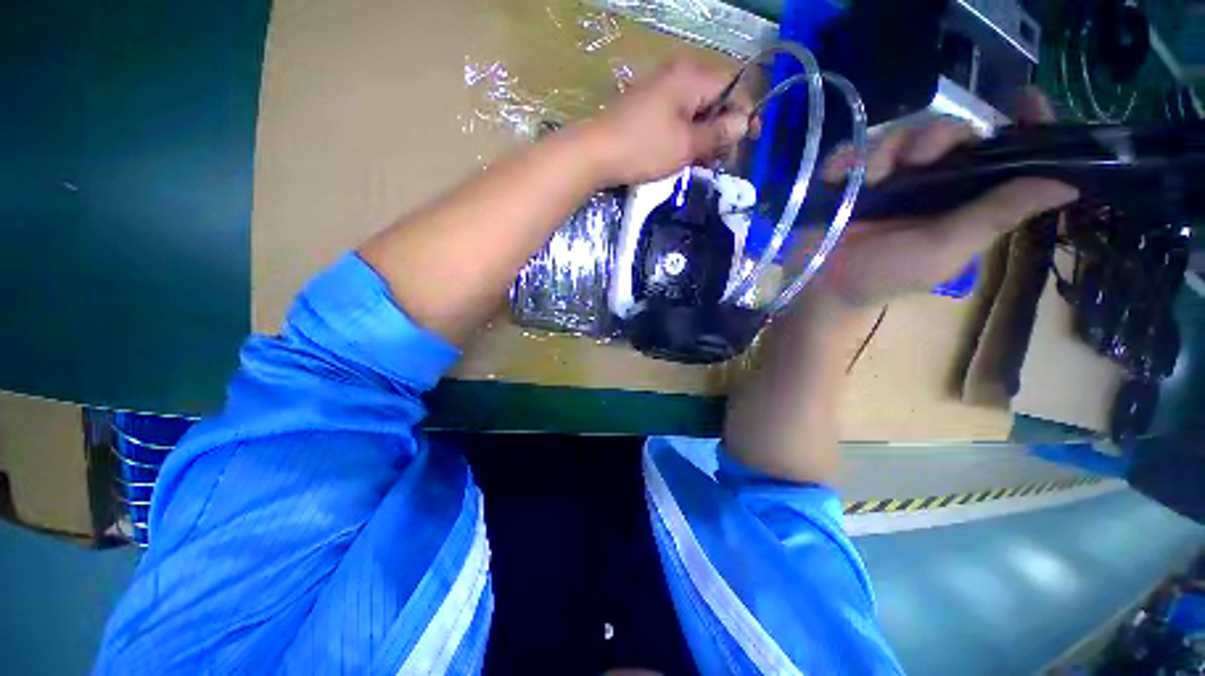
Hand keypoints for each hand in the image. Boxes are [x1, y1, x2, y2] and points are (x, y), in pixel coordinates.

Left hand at [581, 58, 751, 185]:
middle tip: (724, 160)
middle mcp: (678, 75)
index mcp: (692, 76)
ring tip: (706, 164)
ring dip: (706, 135)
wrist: (595, 154)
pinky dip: (687, 135)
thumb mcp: (686, 145)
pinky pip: (678, 116)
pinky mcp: (648, 107)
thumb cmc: (643, 149)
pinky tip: (687, 156)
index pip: (734, 85)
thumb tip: (744, 122)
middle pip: (715, 97)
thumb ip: (718, 133)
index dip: (746, 113)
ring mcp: (660, 90)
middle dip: (725, 128)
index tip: (750, 141)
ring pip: (696, 109)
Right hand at [805, 89, 1078, 308]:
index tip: (1026, 98)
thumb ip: (996, 216)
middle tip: (918, 160)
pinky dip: (846, 157)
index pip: (1003, 152)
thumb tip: (1067, 184)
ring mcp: (885, 178)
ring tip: (871, 178)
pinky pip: (850, 150)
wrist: (825, 286)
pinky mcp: (847, 178)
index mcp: (962, 197)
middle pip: (947, 133)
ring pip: (899, 135)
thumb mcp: (946, 250)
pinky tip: (841, 176)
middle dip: (936, 137)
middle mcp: (929, 180)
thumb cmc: (886, 274)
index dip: (1021, 125)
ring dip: (887, 149)